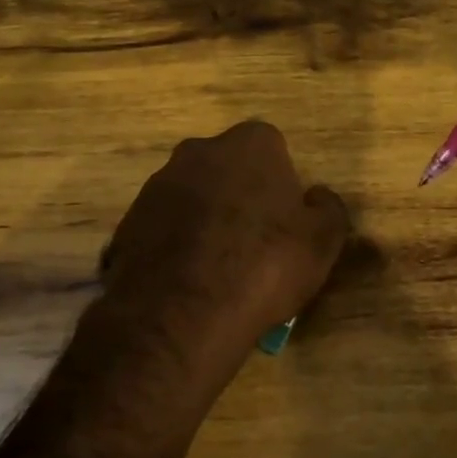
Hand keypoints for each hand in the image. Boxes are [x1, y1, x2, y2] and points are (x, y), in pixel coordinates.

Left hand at [100, 121, 348, 390]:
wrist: (182, 313)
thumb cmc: (264, 265)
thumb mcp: (322, 241)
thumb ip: (327, 208)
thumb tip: (317, 197)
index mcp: (250, 144)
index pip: (271, 148)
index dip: (280, 183)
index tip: (285, 220)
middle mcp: (198, 151)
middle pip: (227, 168)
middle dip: (239, 195)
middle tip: (254, 242)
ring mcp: (157, 184)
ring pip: (192, 196)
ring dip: (204, 220)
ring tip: (217, 269)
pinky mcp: (129, 220)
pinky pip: (163, 227)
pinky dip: (175, 245)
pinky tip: (186, 282)